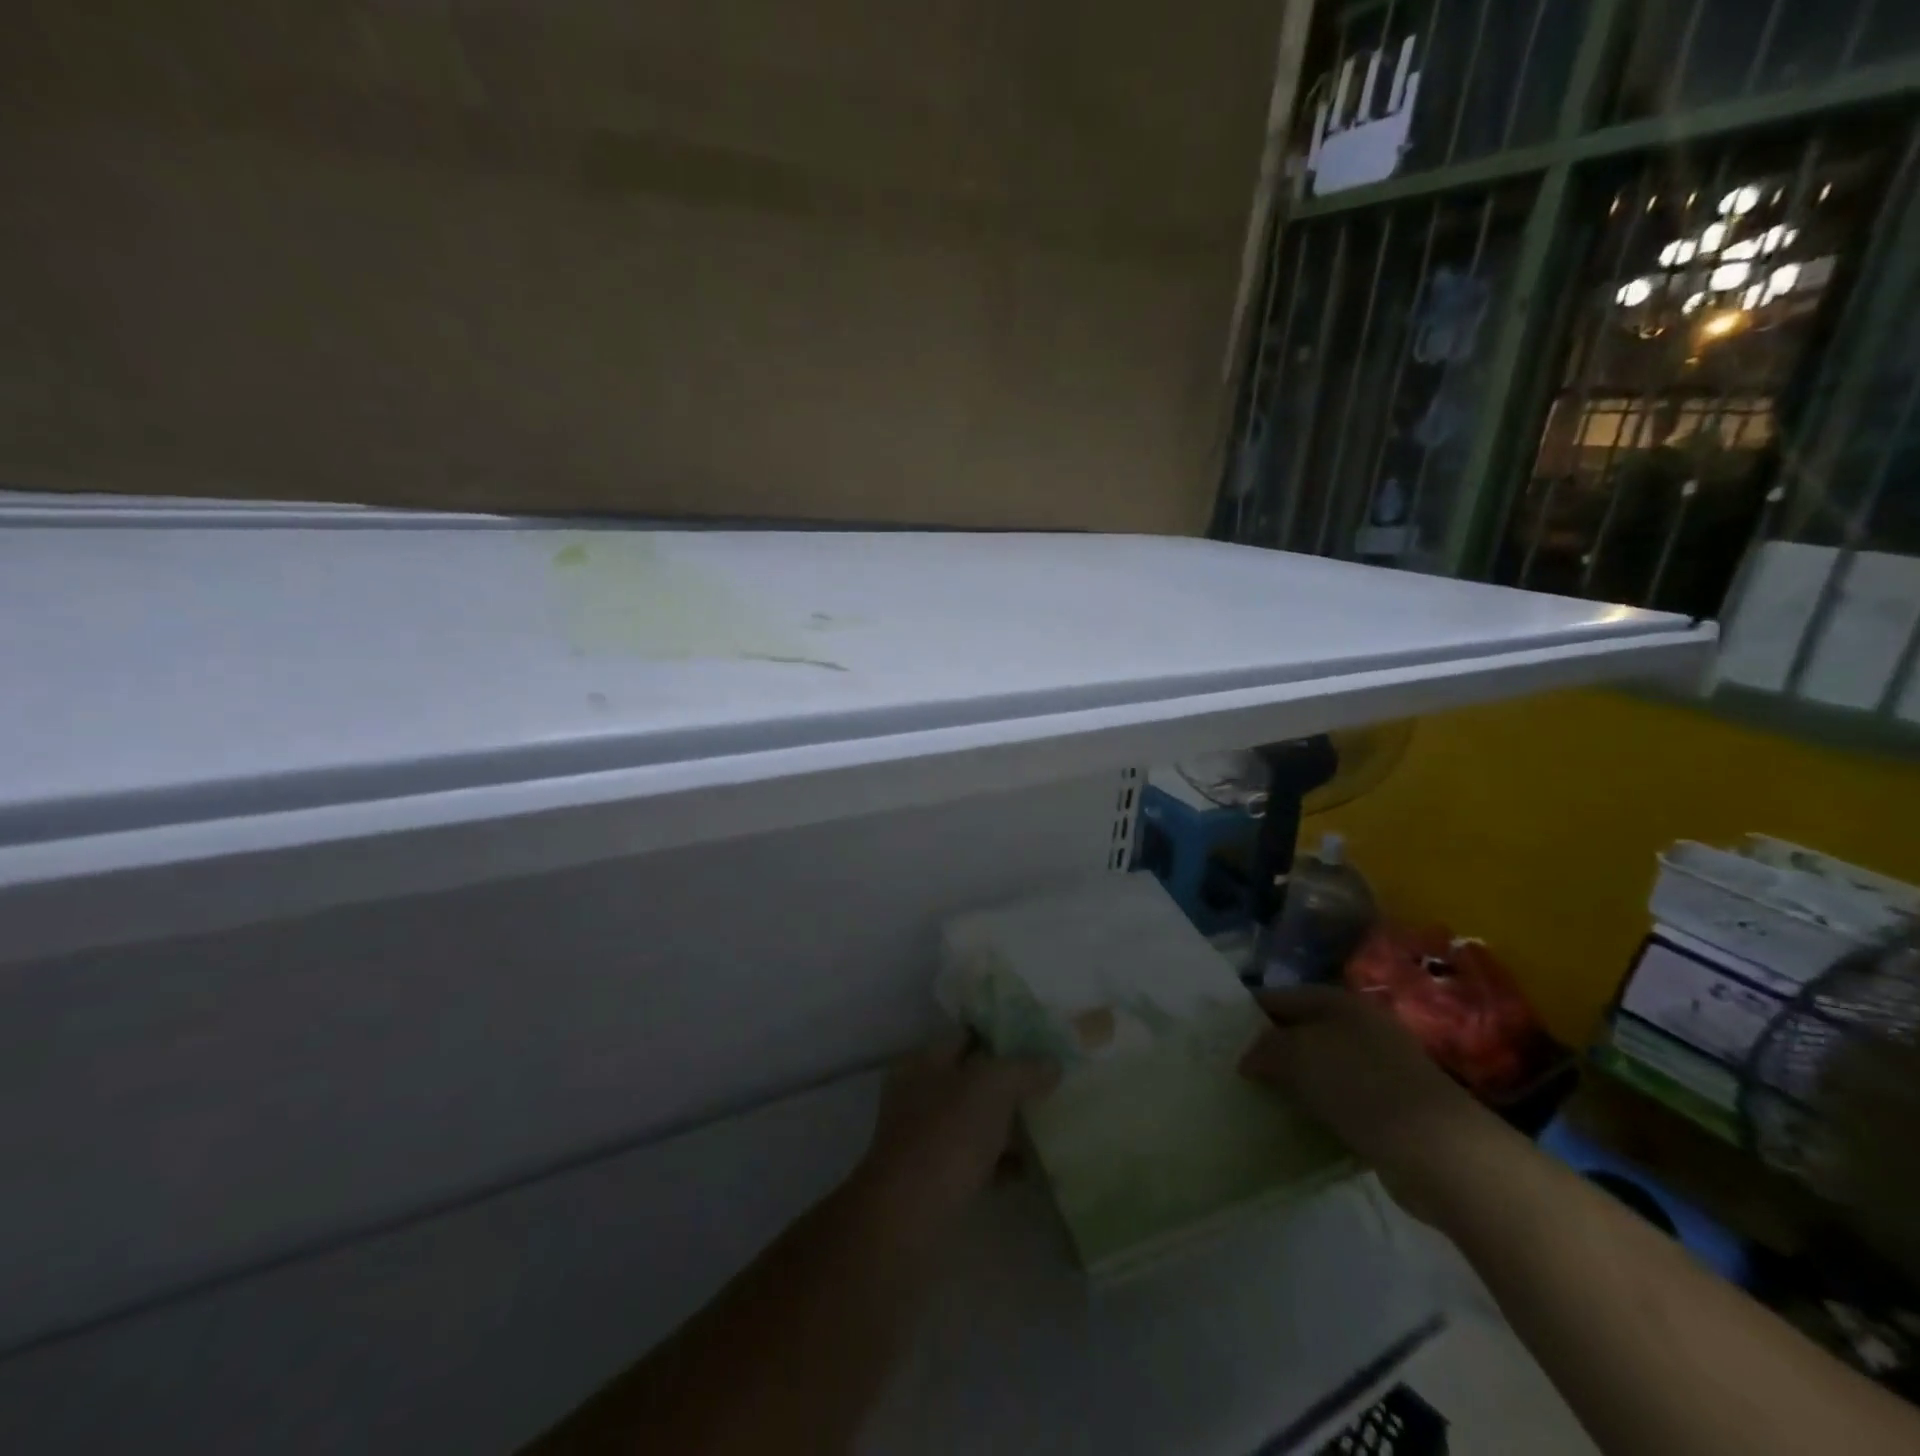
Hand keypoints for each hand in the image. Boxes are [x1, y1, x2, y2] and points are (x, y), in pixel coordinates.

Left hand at [851, 1032, 1058, 1247]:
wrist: (910, 1219)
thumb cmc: (947, 1137)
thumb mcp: (991, 1087)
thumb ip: (1023, 1069)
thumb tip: (1052, 1064)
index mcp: (924, 1061)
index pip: (968, 1035)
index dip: (1004, 1035)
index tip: (1041, 1042)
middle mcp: (921, 1093)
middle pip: (974, 1079)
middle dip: (1012, 1083)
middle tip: (1053, 1085)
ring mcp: (927, 1138)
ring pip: (977, 1120)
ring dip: (1010, 1125)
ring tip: (1051, 1126)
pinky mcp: (937, 1178)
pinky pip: (978, 1159)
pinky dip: (1002, 1162)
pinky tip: (1031, 1169)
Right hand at [1238, 986, 1496, 1221]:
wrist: (1440, 1151)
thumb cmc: (1361, 1085)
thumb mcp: (1297, 1055)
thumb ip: (1264, 1049)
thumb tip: (1248, 1059)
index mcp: (1338, 1002)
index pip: (1279, 997)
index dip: (1247, 1013)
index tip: (1217, 1036)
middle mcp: (1359, 1028)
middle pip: (1300, 1032)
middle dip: (1268, 1050)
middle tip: (1232, 1071)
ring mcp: (1378, 1069)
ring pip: (1318, 1069)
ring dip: (1291, 1084)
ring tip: (1256, 1100)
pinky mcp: (1389, 1110)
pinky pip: (1338, 1102)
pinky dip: (1316, 1111)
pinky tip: (1295, 1126)